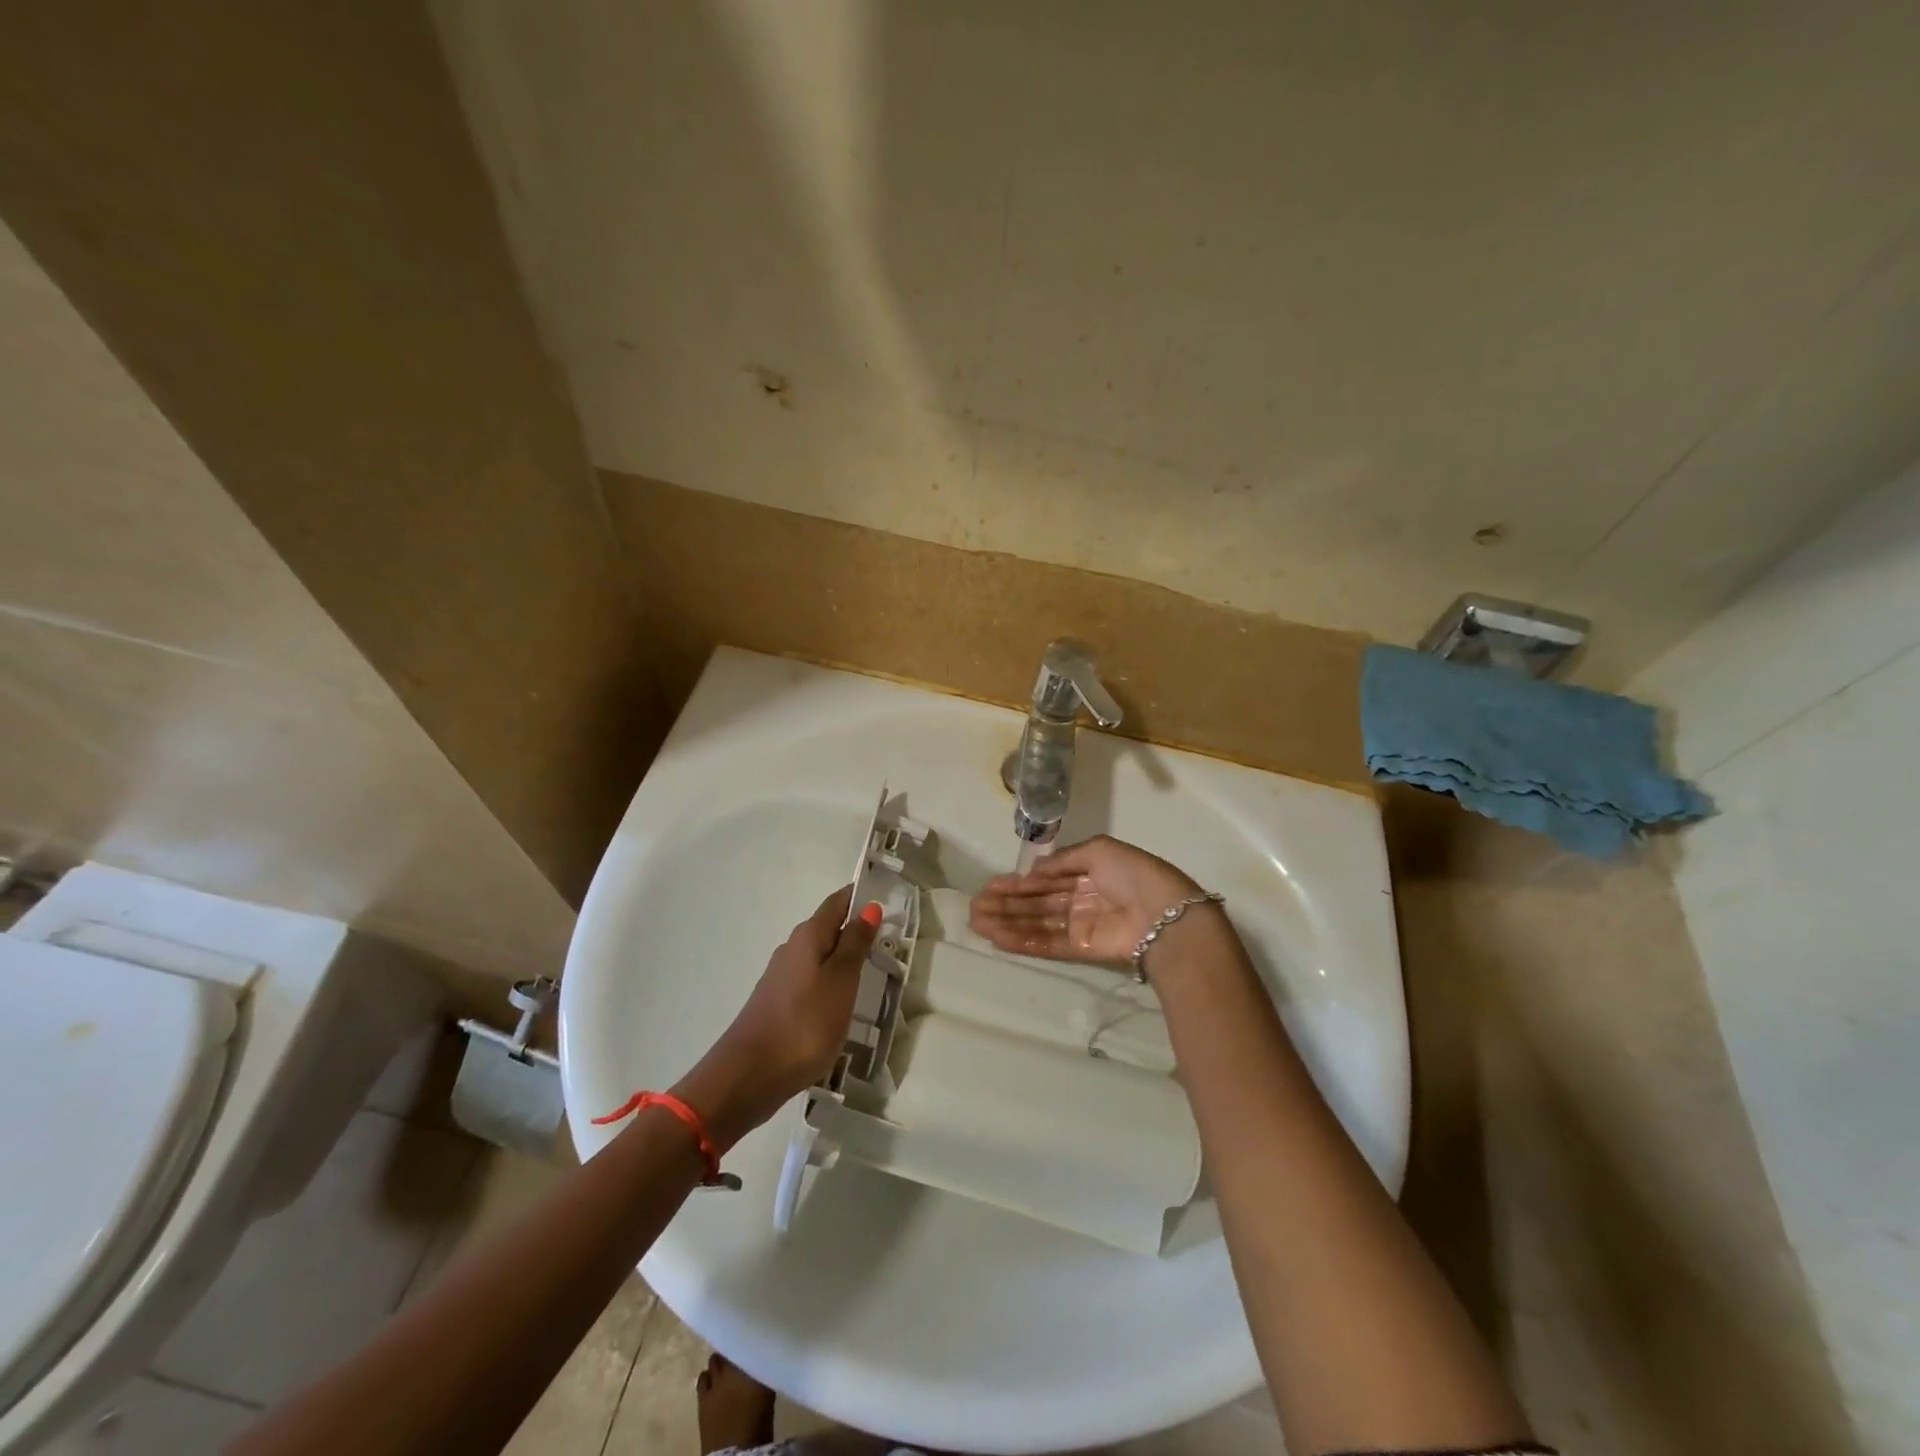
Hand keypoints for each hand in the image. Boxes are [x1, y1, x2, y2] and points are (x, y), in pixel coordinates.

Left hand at [674, 887, 879, 1148]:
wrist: (748, 1077)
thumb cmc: (803, 1024)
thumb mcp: (840, 981)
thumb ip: (855, 944)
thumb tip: (869, 907)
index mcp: (807, 937)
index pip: (837, 903)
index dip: (861, 896)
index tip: (888, 896)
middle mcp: (792, 949)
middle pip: (829, 929)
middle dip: (857, 930)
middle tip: (892, 939)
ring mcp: (782, 978)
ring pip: (821, 958)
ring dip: (845, 960)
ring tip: (876, 972)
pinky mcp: (778, 1005)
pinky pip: (813, 982)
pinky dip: (832, 985)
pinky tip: (845, 1004)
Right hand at [969, 834, 1201, 963]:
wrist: (1165, 914)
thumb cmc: (1134, 874)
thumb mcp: (1099, 850)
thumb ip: (1064, 859)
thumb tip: (1034, 870)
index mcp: (1088, 872)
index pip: (1046, 878)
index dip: (1019, 881)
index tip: (990, 885)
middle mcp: (1082, 898)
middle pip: (1037, 902)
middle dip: (1006, 903)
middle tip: (974, 905)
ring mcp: (1081, 926)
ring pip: (1037, 923)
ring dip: (1007, 922)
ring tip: (977, 921)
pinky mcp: (1083, 950)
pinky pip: (1048, 944)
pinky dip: (1023, 941)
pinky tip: (998, 937)